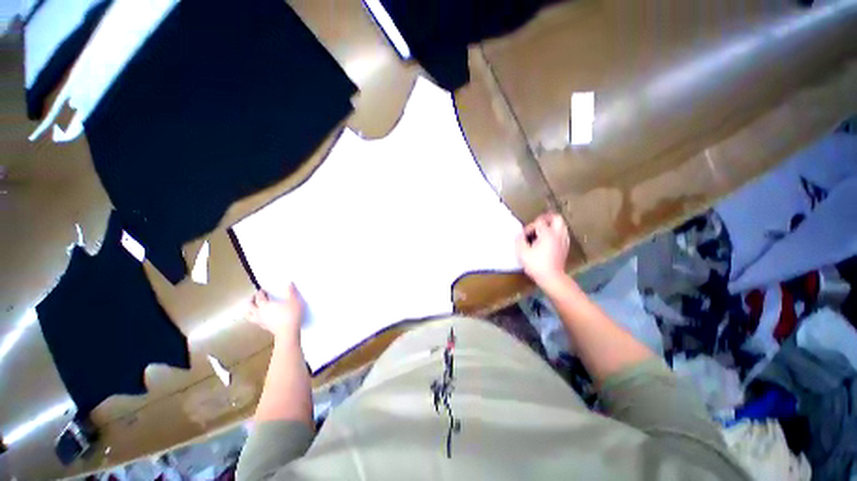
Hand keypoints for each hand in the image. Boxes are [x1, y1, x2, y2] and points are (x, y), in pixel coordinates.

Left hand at [246, 284, 302, 341]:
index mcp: (265, 305)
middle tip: (254, 297)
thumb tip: (289, 283)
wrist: (288, 332)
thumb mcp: (293, 301)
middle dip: (250, 301)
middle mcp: (259, 313)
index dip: (260, 293)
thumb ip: (291, 292)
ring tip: (254, 308)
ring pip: (249, 316)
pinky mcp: (264, 327)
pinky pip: (256, 321)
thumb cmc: (290, 314)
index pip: (259, 297)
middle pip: (249, 306)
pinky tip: (262, 317)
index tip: (262, 290)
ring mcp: (260, 321)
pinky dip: (256, 317)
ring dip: (250, 311)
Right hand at [516, 212, 569, 286]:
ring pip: (562, 225)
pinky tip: (548, 240)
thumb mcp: (522, 252)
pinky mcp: (565, 247)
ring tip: (542, 232)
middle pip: (556, 218)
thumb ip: (519, 240)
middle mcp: (558, 234)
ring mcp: (563, 241)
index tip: (524, 236)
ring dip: (552, 225)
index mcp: (547, 234)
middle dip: (546, 218)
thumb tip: (520, 235)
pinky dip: (556, 233)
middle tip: (537, 223)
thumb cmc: (536, 264)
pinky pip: (563, 234)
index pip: (538, 222)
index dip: (530, 227)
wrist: (552, 278)